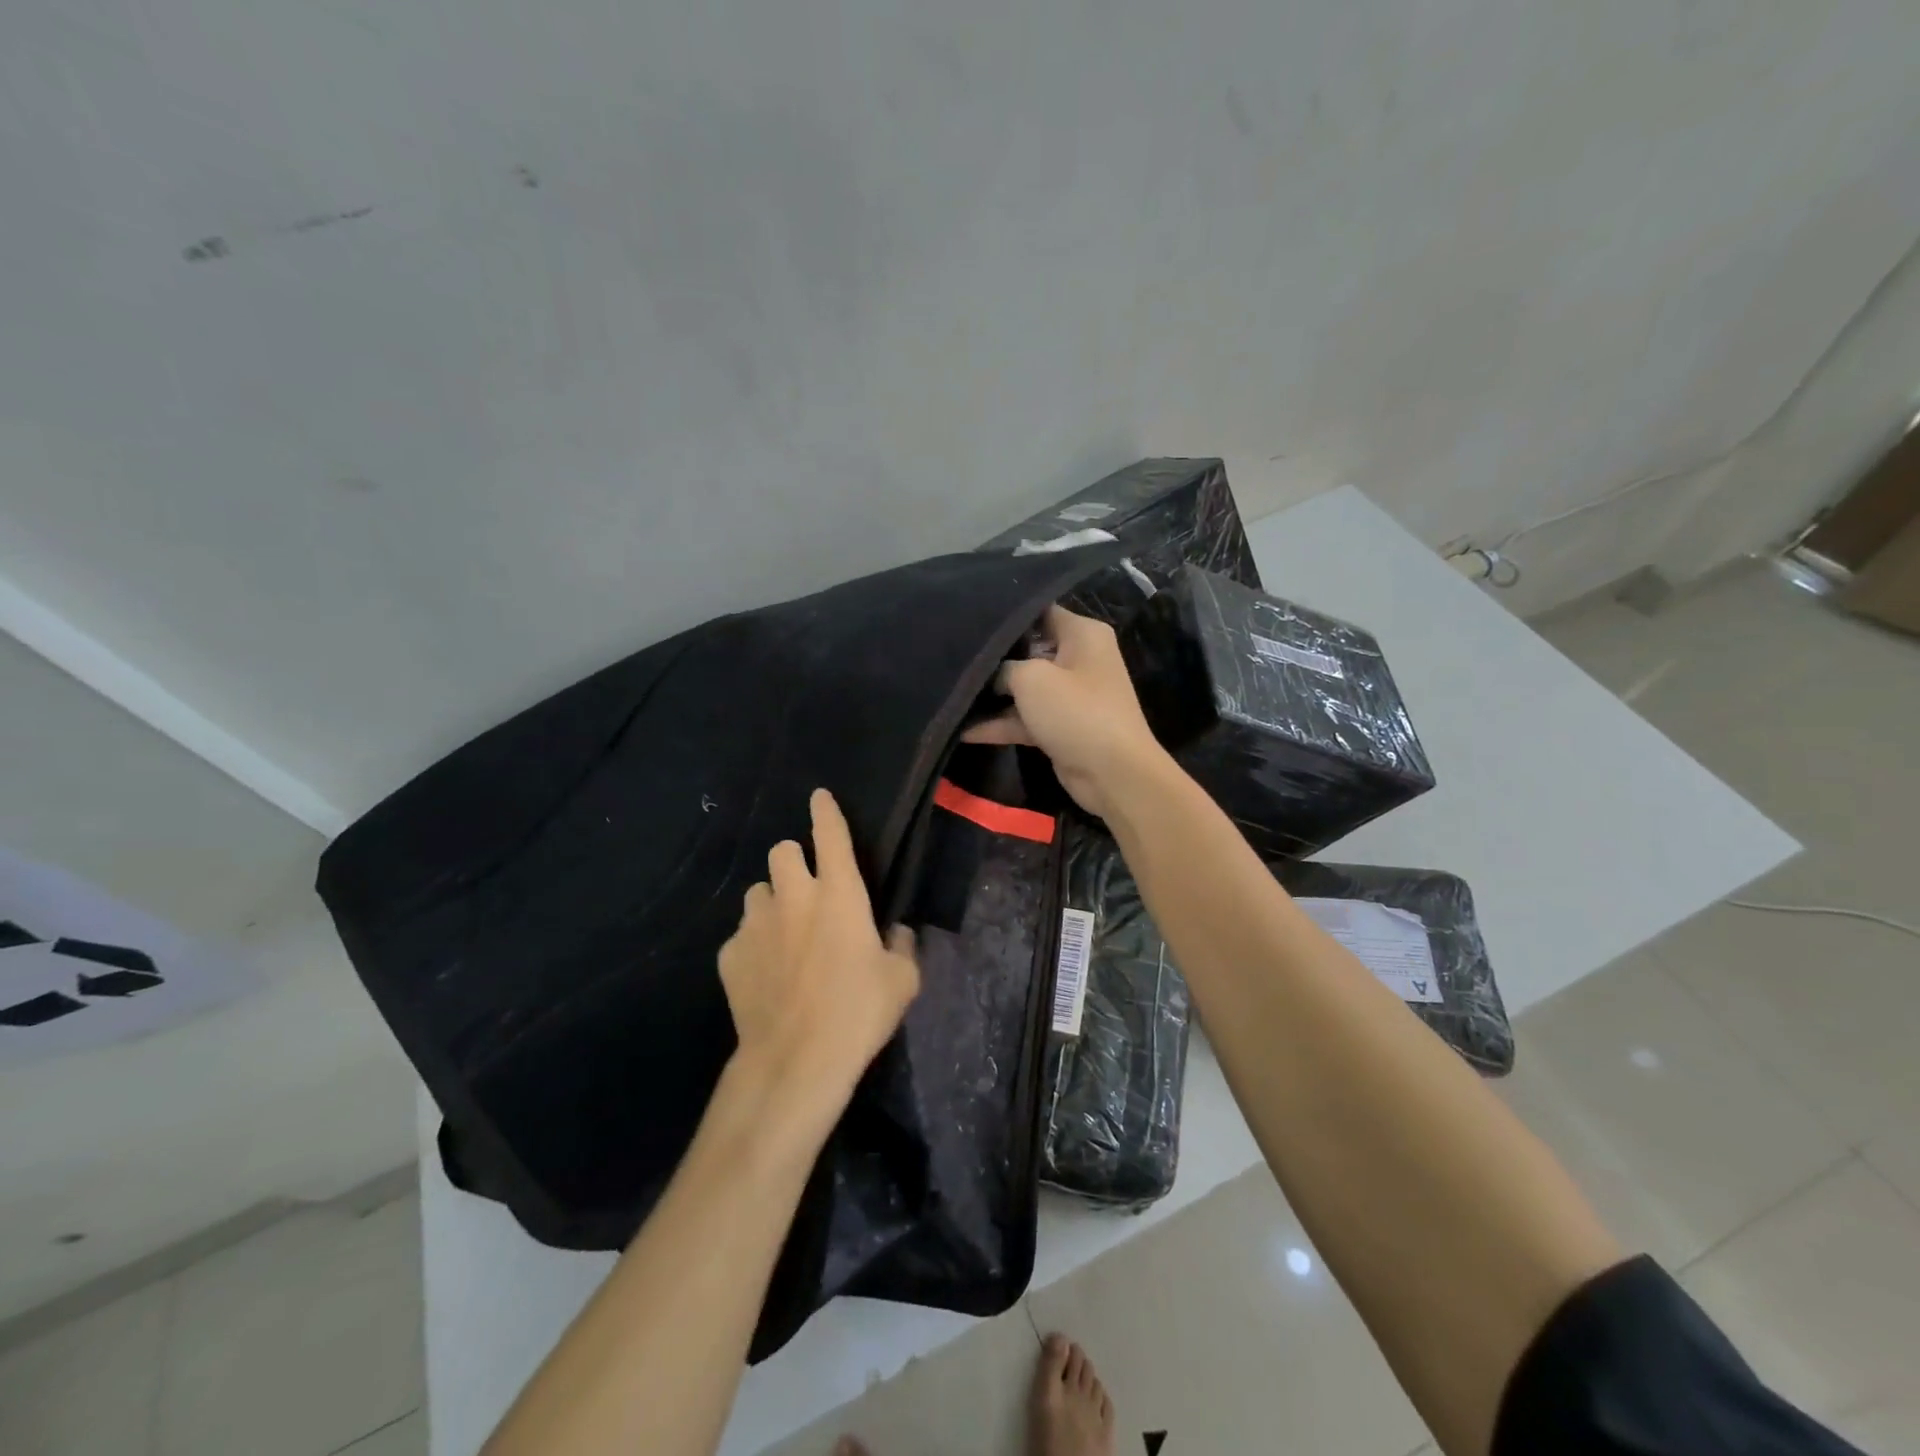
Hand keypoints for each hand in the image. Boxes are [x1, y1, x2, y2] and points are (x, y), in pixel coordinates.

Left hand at [718, 789, 920, 1123]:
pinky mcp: (729, 955)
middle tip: (806, 889)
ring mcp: (755, 924)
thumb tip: (896, 933)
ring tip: (784, 935)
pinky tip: (765, 975)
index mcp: (839, 893)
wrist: (796, 1060)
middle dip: (793, 861)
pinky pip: (741, 936)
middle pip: (780, 851)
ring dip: (772, 903)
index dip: (825, 811)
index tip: (819, 797)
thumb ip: (901, 945)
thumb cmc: (858, 1012)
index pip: (830, 834)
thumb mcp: (902, 980)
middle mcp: (793, 896)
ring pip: (757, 892)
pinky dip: (754, 945)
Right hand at [962, 605, 1170, 818]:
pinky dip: (1000, 724)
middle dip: (994, 657)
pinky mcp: (1061, 726)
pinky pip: (1025, 718)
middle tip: (953, 654)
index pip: (1039, 612)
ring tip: (951, 692)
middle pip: (1028, 650)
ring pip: (1025, 688)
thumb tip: (992, 674)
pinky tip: (964, 730)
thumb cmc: (1076, 712)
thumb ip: (1003, 667)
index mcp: (1082, 634)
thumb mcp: (1031, 678)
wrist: (1113, 774)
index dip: (1004, 616)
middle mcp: (1079, 659)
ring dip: (992, 696)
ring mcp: (1070, 695)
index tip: (969, 618)